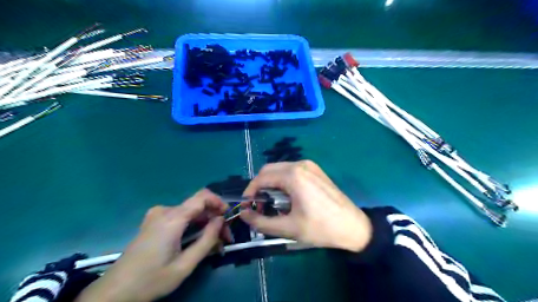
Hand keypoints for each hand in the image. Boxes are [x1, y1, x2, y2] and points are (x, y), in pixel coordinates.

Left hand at [75, 190, 228, 300]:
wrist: (114, 292)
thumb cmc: (151, 280)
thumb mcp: (185, 265)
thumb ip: (207, 240)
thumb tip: (221, 220)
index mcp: (172, 219)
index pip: (202, 197)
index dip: (218, 202)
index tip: (228, 217)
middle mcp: (165, 211)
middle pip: (198, 206)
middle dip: (214, 220)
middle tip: (225, 240)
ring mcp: (157, 215)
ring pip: (190, 213)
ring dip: (205, 225)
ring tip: (214, 245)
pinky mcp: (154, 222)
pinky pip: (180, 218)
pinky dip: (193, 227)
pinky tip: (198, 242)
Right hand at [242, 161, 371, 251]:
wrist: (353, 226)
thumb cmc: (321, 228)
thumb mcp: (288, 228)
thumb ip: (261, 222)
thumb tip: (243, 214)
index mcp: (293, 175)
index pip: (261, 178)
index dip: (250, 192)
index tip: (247, 207)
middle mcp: (300, 164)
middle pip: (269, 170)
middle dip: (260, 187)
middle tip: (260, 207)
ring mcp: (309, 165)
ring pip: (279, 170)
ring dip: (271, 184)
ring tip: (274, 205)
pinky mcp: (315, 169)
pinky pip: (291, 171)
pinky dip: (283, 182)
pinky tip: (288, 198)